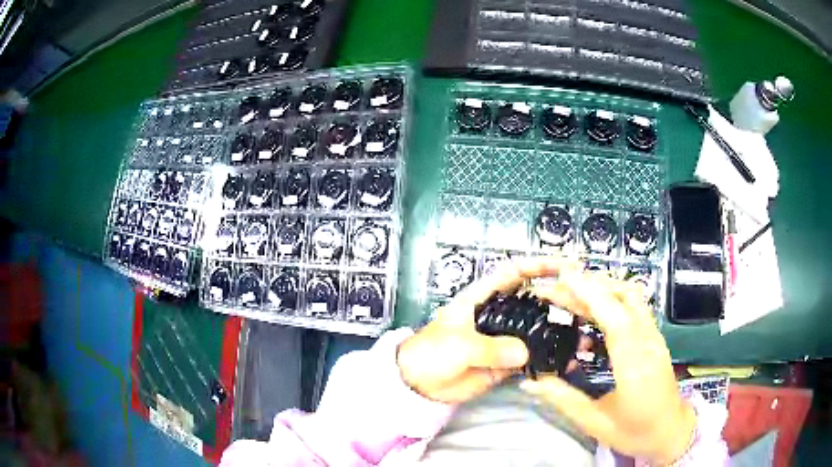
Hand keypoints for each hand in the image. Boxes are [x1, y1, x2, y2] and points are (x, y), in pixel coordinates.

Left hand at [397, 256, 580, 403]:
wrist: (419, 385)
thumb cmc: (429, 354)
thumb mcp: (457, 345)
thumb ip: (490, 348)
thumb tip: (522, 354)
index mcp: (482, 297)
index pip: (514, 272)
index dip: (540, 265)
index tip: (567, 265)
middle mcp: (498, 314)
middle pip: (534, 298)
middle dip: (559, 297)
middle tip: (584, 302)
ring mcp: (504, 338)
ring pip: (537, 328)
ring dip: (558, 330)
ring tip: (582, 334)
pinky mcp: (506, 362)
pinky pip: (532, 357)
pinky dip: (547, 357)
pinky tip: (564, 359)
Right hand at [521, 274, 696, 464]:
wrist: (671, 431)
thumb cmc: (635, 432)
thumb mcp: (595, 424)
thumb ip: (564, 400)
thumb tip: (530, 382)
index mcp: (635, 368)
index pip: (617, 321)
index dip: (592, 296)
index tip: (565, 278)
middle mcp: (649, 343)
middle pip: (624, 299)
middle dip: (588, 287)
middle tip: (554, 288)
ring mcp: (654, 336)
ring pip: (632, 297)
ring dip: (601, 288)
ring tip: (571, 293)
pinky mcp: (654, 336)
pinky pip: (635, 305)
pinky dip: (612, 297)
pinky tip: (593, 310)